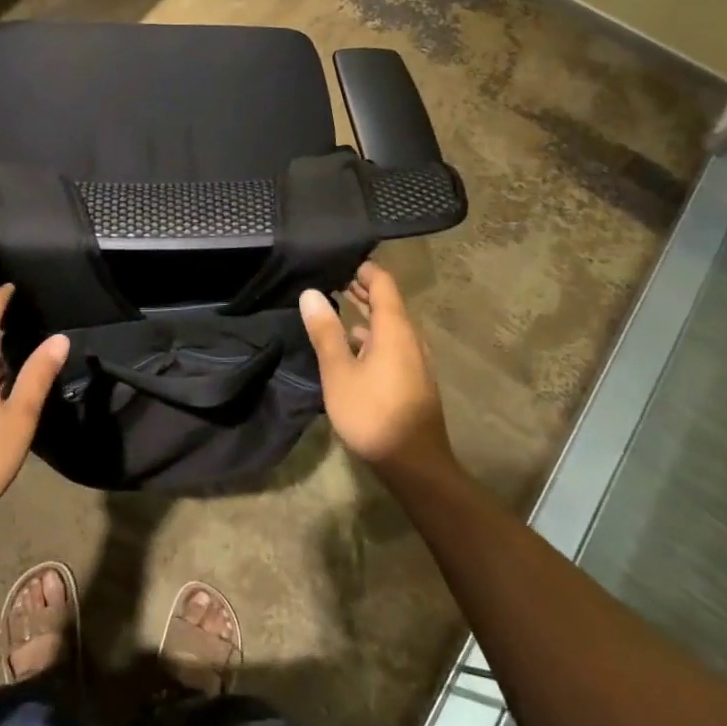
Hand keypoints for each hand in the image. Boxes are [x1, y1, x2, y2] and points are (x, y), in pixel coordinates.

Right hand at [300, 262, 452, 481]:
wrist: (415, 465)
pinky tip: (353, 346)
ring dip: (366, 313)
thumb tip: (311, 293)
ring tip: (337, 306)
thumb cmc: (372, 414)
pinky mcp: (413, 378)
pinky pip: (393, 343)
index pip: (383, 283)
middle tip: (331, 278)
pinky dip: (372, 334)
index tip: (338, 260)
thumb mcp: (339, 372)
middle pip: (388, 302)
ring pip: (390, 325)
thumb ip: (325, 332)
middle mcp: (410, 338)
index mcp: (395, 329)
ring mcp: (415, 360)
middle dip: (362, 289)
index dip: (363, 269)